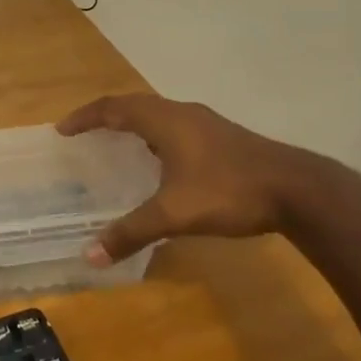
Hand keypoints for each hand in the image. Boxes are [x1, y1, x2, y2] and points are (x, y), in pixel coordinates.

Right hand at [58, 94, 353, 263]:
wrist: (297, 190)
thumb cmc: (229, 192)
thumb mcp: (174, 214)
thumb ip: (131, 232)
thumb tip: (89, 255)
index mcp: (165, 121)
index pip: (114, 108)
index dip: (85, 117)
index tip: (63, 130)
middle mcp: (182, 114)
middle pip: (135, 105)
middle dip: (105, 117)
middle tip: (84, 134)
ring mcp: (206, 123)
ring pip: (159, 114)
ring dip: (133, 124)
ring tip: (116, 144)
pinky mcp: (223, 137)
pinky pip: (176, 126)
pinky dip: (155, 135)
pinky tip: (160, 162)